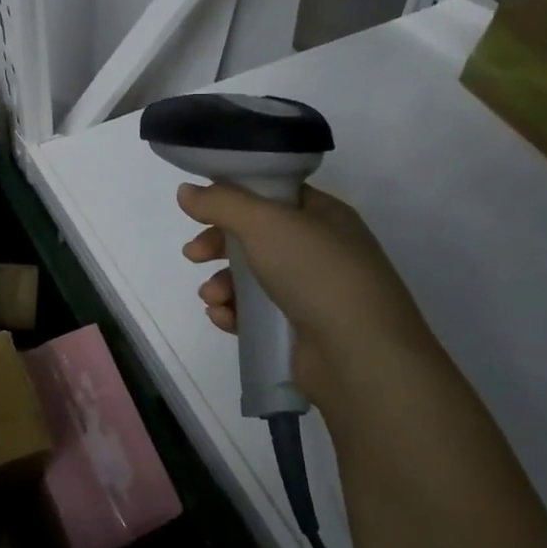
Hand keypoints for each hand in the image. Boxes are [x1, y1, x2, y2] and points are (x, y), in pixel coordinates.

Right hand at [177, 181, 443, 429]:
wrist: (361, 356)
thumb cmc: (316, 273)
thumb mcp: (264, 223)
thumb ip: (221, 202)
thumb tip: (185, 191)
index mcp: (324, 215)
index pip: (272, 195)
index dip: (234, 199)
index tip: (200, 211)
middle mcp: (322, 249)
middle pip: (255, 237)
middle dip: (218, 245)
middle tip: (194, 255)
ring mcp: (314, 292)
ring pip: (253, 277)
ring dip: (222, 283)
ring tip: (212, 298)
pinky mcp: (302, 330)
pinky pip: (258, 313)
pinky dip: (235, 312)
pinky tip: (223, 318)